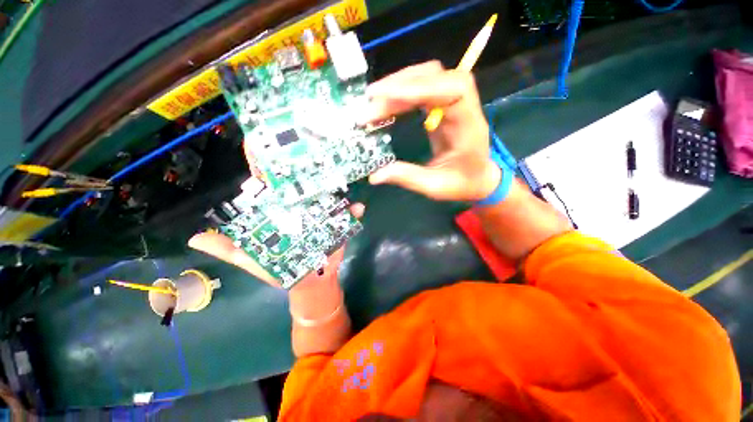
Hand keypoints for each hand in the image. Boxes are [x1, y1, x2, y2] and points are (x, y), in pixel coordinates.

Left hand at [188, 133, 364, 286]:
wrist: (310, 281)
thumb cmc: (279, 269)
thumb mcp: (251, 259)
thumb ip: (228, 249)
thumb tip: (193, 236)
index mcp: (279, 209)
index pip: (269, 182)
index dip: (264, 163)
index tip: (263, 141)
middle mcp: (301, 205)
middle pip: (302, 181)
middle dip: (305, 164)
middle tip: (310, 145)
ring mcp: (321, 212)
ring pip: (327, 193)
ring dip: (334, 184)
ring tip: (340, 170)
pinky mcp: (338, 222)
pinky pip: (348, 215)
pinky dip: (354, 212)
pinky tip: (358, 208)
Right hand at [361, 61, 500, 201]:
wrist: (478, 179)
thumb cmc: (462, 184)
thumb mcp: (435, 186)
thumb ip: (407, 178)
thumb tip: (375, 176)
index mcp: (469, 125)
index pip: (452, 90)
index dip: (420, 87)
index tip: (386, 96)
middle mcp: (464, 107)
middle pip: (435, 76)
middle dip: (400, 85)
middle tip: (370, 102)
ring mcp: (453, 103)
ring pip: (427, 77)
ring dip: (398, 85)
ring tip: (372, 101)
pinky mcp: (443, 106)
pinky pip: (423, 89)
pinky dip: (402, 93)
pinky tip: (386, 103)